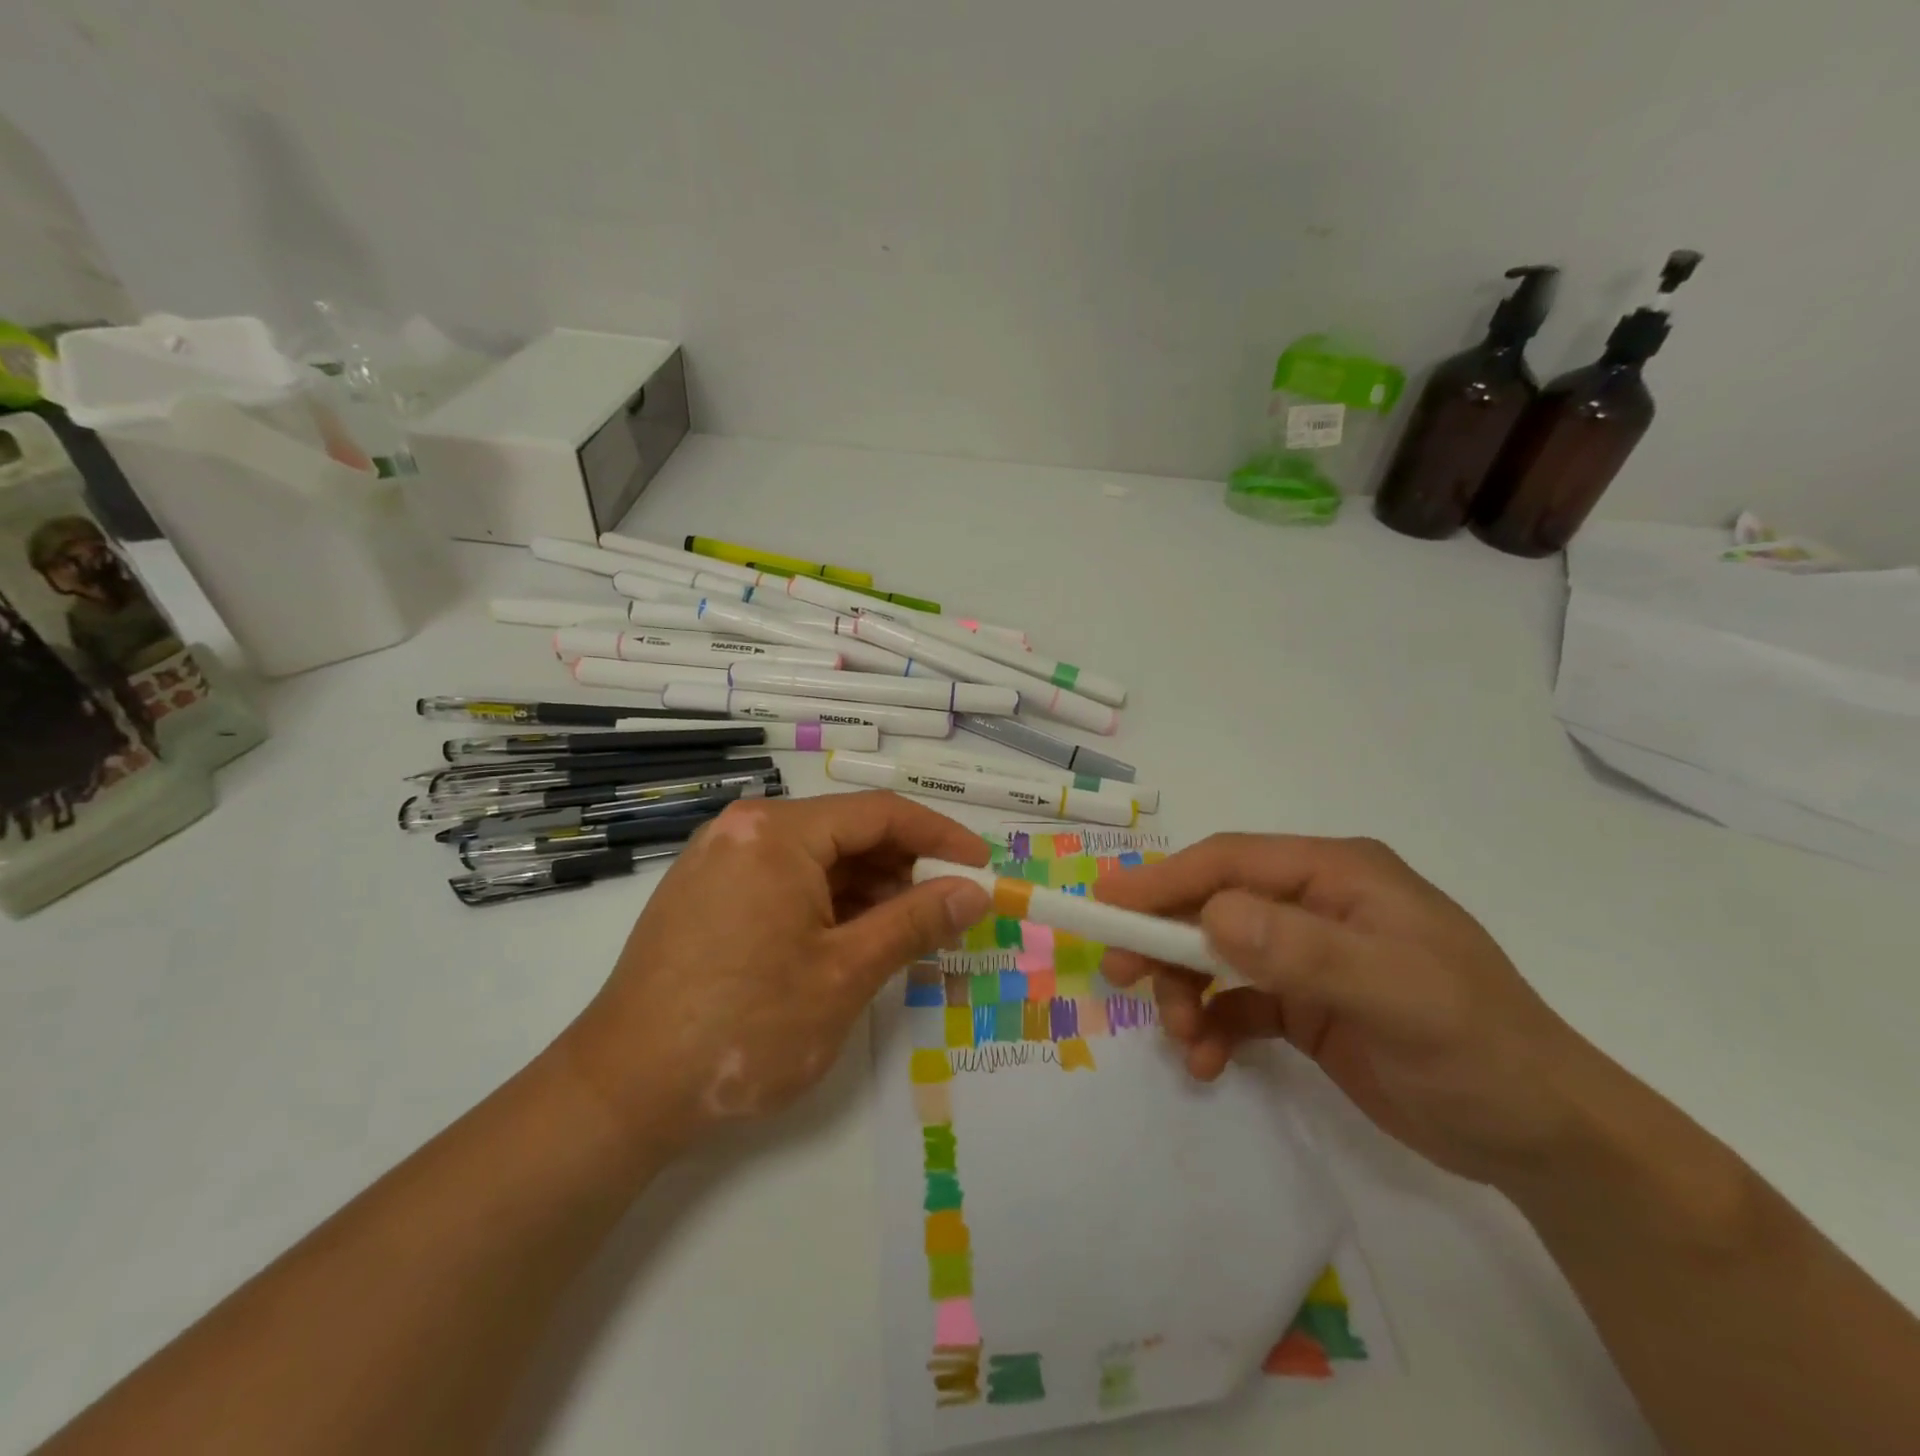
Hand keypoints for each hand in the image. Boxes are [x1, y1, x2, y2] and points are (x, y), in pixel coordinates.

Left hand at [558, 793, 990, 1150]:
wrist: (623, 1091)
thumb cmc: (746, 1027)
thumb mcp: (846, 973)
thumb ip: (916, 922)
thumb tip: (974, 891)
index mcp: (778, 833)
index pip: (880, 813)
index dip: (940, 836)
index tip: (981, 866)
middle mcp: (744, 830)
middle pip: (845, 832)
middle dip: (901, 868)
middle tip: (943, 913)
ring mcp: (718, 860)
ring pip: (815, 859)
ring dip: (865, 890)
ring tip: (899, 936)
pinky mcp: (704, 894)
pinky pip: (782, 880)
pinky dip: (825, 903)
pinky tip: (846, 942)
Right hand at [1096, 834, 1609, 1186]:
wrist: (1543, 1139)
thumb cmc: (1477, 1048)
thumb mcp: (1396, 994)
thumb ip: (1302, 950)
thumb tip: (1212, 915)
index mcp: (1337, 875)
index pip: (1231, 862)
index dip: (1164, 880)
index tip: (1107, 905)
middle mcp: (1315, 904)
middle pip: (1213, 903)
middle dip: (1165, 937)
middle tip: (1120, 972)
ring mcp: (1307, 954)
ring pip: (1216, 953)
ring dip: (1186, 991)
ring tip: (1183, 1039)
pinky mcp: (1304, 1003)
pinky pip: (1235, 1001)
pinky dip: (1211, 1024)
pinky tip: (1207, 1059)